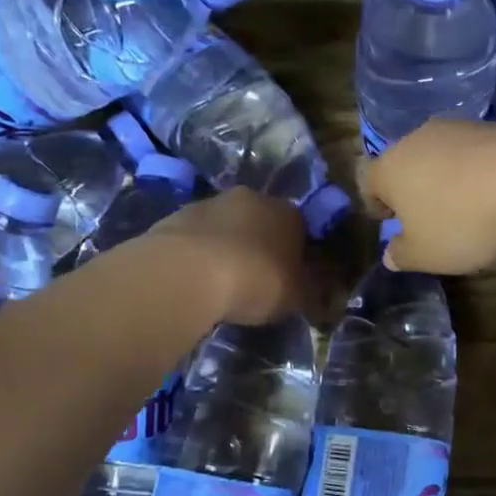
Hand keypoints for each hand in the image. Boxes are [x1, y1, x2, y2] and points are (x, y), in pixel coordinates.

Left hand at [146, 187, 307, 324]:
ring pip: (227, 225)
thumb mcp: (296, 297)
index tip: (290, 277)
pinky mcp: (177, 215)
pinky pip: (197, 235)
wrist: (188, 272)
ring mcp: (211, 203)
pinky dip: (198, 252)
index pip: (301, 229)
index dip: (297, 254)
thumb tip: (318, 288)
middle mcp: (253, 198)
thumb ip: (310, 290)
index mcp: (289, 213)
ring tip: (220, 280)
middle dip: (260, 245)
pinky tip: (194, 277)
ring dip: (227, 245)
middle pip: (262, 221)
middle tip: (255, 278)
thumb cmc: (255, 281)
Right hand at [360, 119, 495, 274]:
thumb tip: (391, 254)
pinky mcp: (493, 126)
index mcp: (389, 168)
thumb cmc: (462, 222)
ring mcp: (457, 128)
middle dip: (412, 187)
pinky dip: (477, 169)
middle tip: (429, 216)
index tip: (390, 220)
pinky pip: (473, 151)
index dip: (375, 201)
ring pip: (439, 154)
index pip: (366, 179)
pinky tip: (495, 191)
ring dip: (446, 176)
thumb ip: (402, 255)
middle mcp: (417, 139)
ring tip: (466, 205)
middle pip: (404, 162)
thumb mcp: (426, 255)